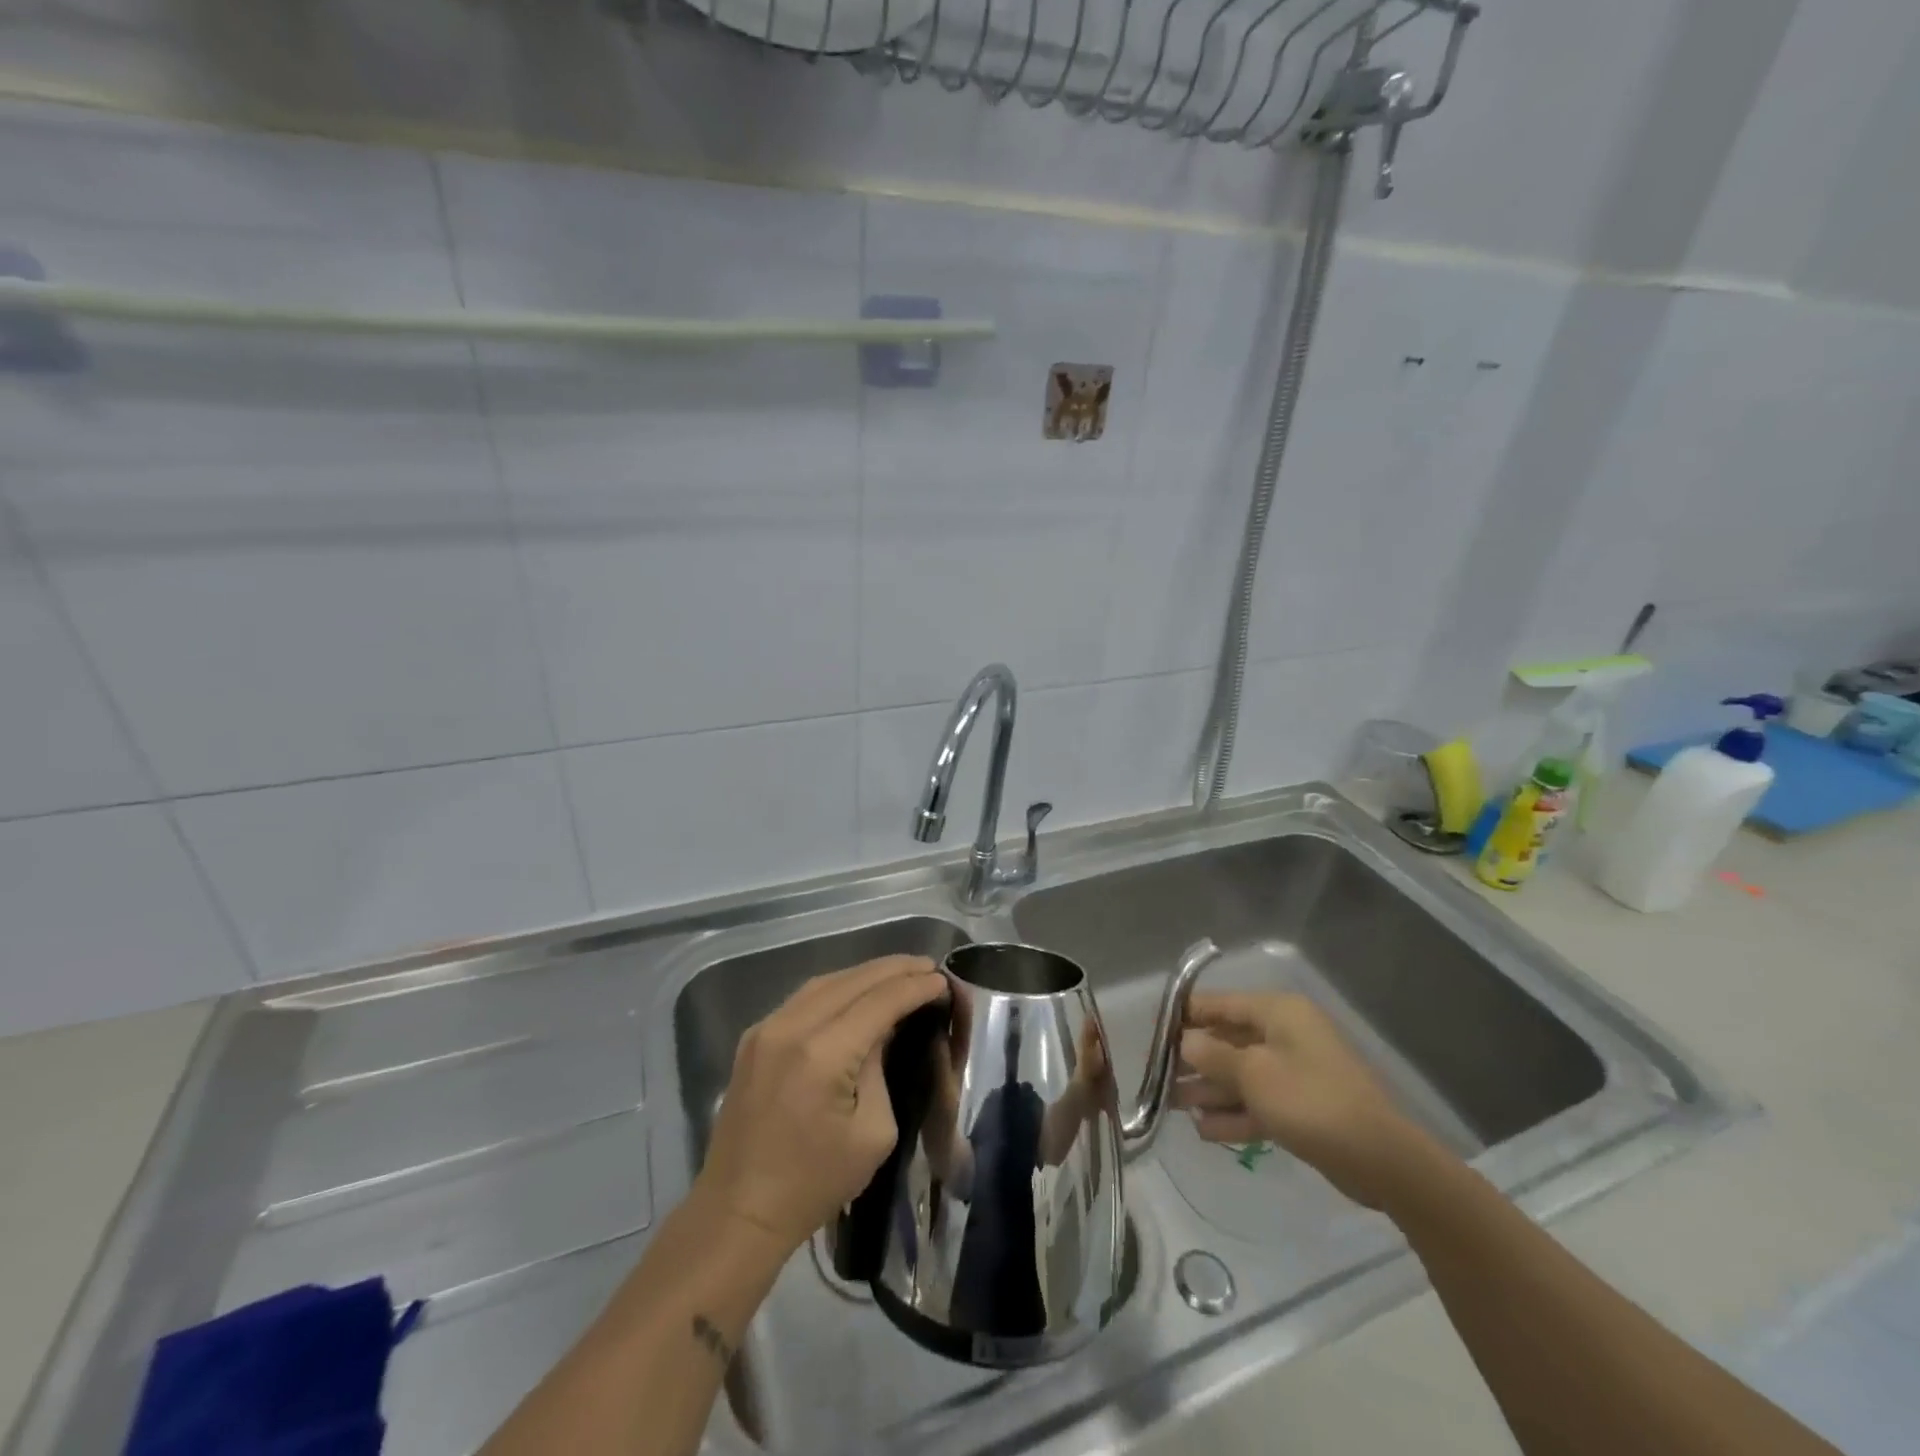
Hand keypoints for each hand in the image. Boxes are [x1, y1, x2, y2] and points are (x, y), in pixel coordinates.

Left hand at [696, 956, 947, 1252]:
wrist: (737, 1212)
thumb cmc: (814, 1184)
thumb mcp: (873, 1132)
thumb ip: (882, 1069)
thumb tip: (885, 1030)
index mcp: (823, 1054)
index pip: (880, 1001)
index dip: (915, 987)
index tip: (943, 979)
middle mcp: (791, 1027)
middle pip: (853, 980)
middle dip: (895, 969)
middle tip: (928, 966)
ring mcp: (766, 1029)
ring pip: (825, 982)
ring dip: (865, 974)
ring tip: (899, 972)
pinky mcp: (753, 1038)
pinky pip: (803, 998)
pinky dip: (837, 987)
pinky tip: (857, 991)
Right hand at [1175, 991, 1440, 1209]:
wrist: (1382, 1161)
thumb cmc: (1311, 1101)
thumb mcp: (1253, 1074)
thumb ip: (1212, 1055)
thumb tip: (1184, 1041)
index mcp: (1277, 1012)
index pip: (1220, 1003)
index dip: (1185, 1016)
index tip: (1153, 1034)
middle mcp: (1285, 1034)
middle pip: (1227, 1040)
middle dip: (1193, 1059)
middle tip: (1158, 1077)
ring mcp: (1295, 1071)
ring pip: (1240, 1074)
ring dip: (1209, 1090)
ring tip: (1171, 1105)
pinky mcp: (1302, 1107)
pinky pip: (1258, 1102)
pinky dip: (1233, 1113)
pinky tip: (1204, 1130)